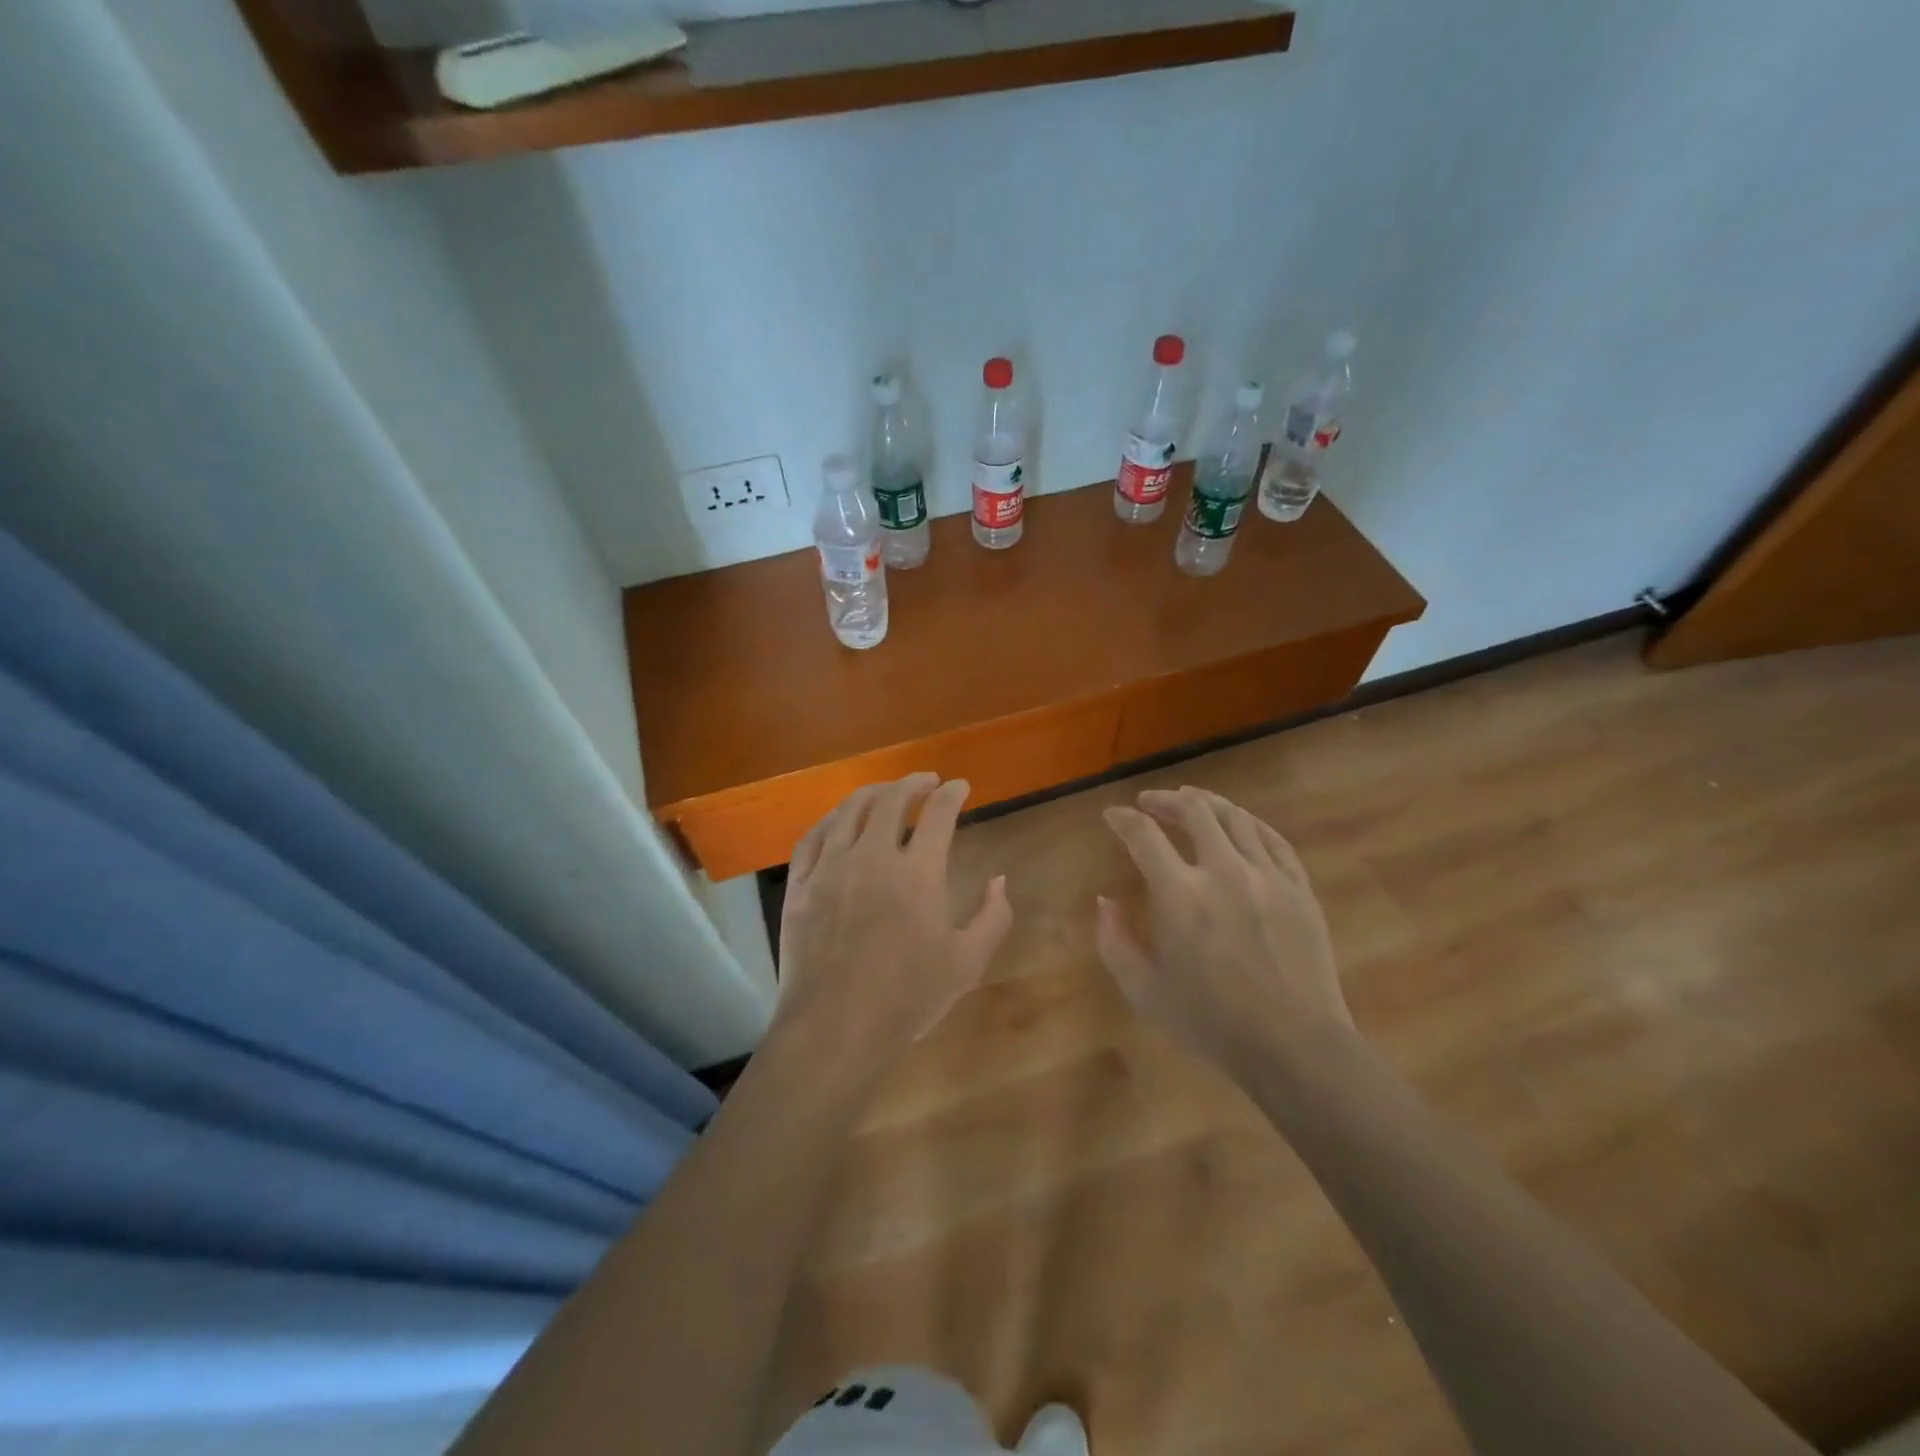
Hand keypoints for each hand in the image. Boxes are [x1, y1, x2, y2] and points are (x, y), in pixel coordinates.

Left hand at [772, 774, 1012, 1076]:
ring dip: (873, 793)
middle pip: (892, 800)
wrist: (834, 1029)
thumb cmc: (907, 999)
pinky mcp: (800, 885)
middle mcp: (872, 857)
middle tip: (927, 781)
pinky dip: (831, 819)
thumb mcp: (967, 963)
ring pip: (849, 810)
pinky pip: (813, 837)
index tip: (960, 786)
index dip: (953, 793)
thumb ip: (993, 917)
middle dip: (914, 783)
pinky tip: (839, 820)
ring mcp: (830, 868)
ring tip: (886, 792)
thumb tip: (999, 879)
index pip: (939, 813)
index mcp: (918, 873)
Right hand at [1097, 787, 1352, 1073]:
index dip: (1123, 819)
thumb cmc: (1212, 1023)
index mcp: (1181, 896)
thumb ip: (1114, 942)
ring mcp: (1268, 877)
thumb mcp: (1145, 991)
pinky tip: (1239, 824)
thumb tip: (1104, 902)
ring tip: (1192, 801)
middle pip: (1194, 811)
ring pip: (1236, 817)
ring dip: (1207, 803)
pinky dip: (1249, 823)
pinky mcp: (1299, 888)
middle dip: (1165, 800)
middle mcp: (1224, 872)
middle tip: (1150, 802)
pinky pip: (1273, 839)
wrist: (1294, 1045)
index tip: (1113, 816)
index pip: (1144, 835)